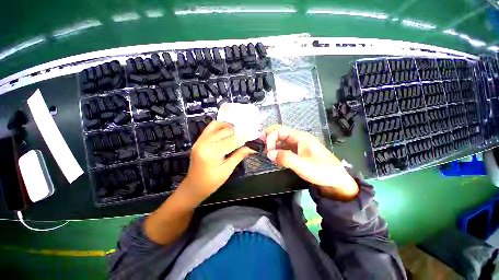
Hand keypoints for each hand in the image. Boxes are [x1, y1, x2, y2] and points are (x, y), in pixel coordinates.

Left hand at [179, 121, 254, 203]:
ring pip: (218, 126)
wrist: (194, 186)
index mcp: (211, 153)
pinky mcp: (199, 140)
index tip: (254, 136)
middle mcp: (204, 143)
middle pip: (225, 131)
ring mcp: (200, 140)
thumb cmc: (211, 182)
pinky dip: (221, 126)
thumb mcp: (227, 170)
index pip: (232, 141)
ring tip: (238, 132)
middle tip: (248, 135)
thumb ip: (239, 155)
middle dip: (239, 132)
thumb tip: (252, 147)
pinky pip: (211, 127)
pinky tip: (228, 131)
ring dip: (230, 127)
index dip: (244, 138)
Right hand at [262, 125, 358, 199]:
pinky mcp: (298, 153)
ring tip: (265, 152)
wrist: (336, 182)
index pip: (281, 130)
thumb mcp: (303, 165)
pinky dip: (277, 151)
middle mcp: (298, 139)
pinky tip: (274, 157)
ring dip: (272, 144)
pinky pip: (285, 148)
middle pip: (280, 133)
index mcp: (301, 137)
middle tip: (260, 145)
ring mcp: (298, 146)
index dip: (271, 137)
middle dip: (269, 137)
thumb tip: (269, 153)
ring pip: (282, 141)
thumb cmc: (322, 171)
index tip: (267, 150)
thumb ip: (285, 158)